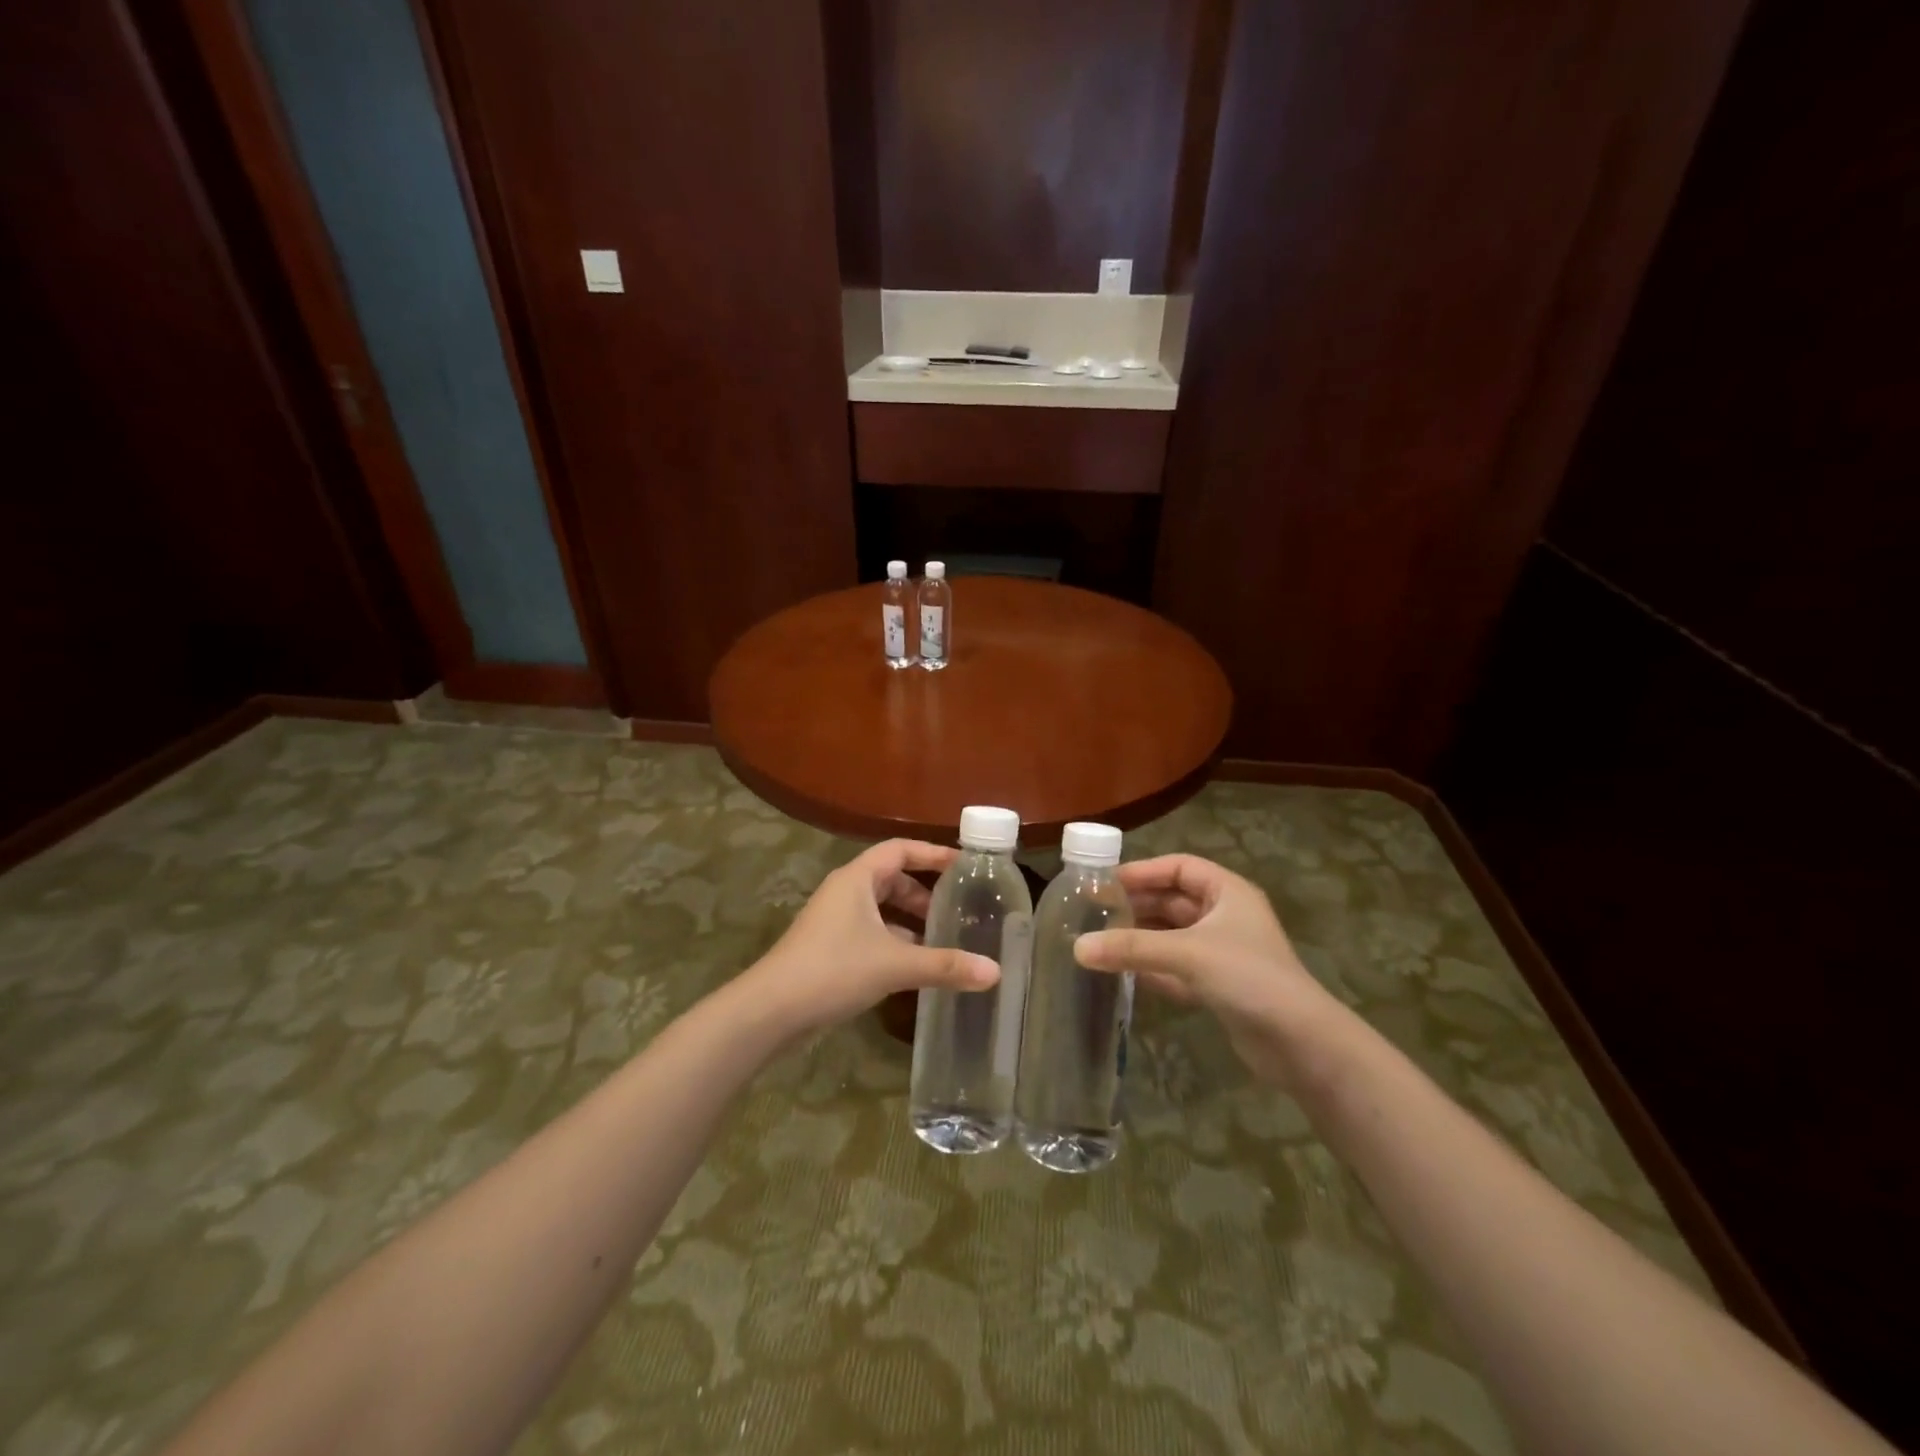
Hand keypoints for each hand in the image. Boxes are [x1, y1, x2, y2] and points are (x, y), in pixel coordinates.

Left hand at [744, 839, 999, 1035]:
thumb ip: (945, 966)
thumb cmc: (833, 969)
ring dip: (911, 920)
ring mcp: (834, 920)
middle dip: (925, 893)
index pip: (901, 849)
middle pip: (892, 878)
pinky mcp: (829, 947)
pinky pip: (871, 932)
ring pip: (881, 909)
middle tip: (958, 910)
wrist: (770, 1011)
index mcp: (857, 878)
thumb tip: (995, 972)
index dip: (933, 853)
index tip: (965, 865)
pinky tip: (915, 966)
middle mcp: (845, 891)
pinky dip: (895, 941)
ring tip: (944, 939)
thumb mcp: (895, 964)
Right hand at [1075, 854, 1350, 1089]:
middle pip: (1172, 901)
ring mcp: (1223, 953)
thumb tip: (1077, 946)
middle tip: (1094, 913)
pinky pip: (1177, 967)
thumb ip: (1131, 947)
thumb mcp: (1187, 954)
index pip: (1179, 867)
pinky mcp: (1219, 986)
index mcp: (1228, 892)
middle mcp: (1226, 916)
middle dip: (1136, 906)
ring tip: (1100, 941)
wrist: (1302, 1044)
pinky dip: (1152, 968)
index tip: (1106, 882)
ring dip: (1140, 938)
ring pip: (1172, 936)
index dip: (1143, 871)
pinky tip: (1123, 973)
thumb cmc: (1248, 978)